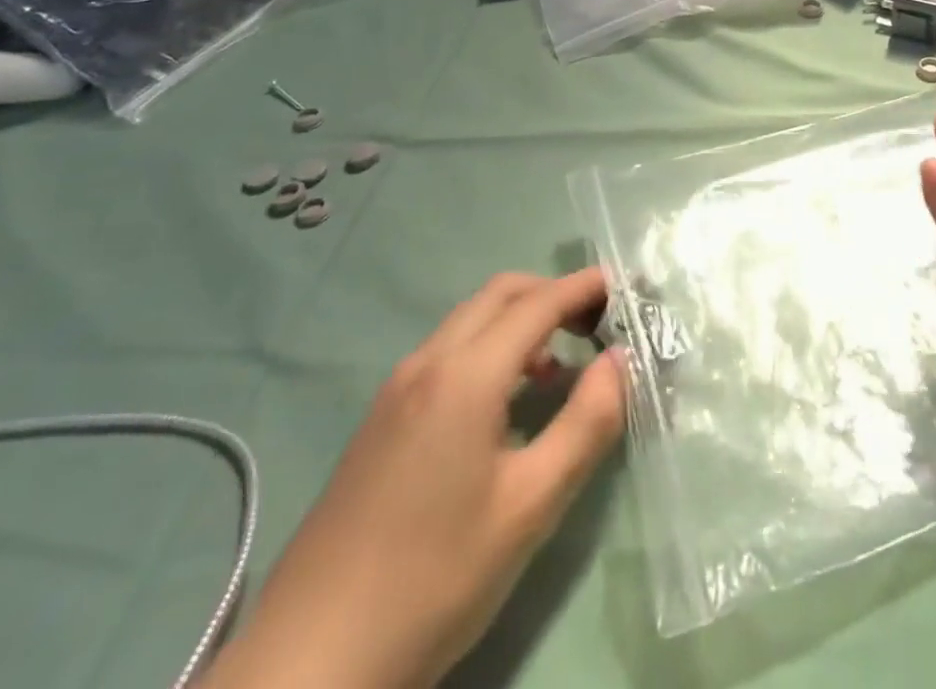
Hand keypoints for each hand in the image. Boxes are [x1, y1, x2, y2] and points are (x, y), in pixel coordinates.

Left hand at [203, 269, 625, 688]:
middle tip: (597, 323)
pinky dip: (488, 348)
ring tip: (559, 368)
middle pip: (500, 295)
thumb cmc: (434, 579)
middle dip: (552, 294)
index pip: (538, 303)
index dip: (584, 287)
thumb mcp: (530, 507)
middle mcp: (427, 362)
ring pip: (469, 321)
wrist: (310, 661)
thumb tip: (620, 360)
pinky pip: (447, 352)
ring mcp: (396, 388)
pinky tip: (505, 403)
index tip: (625, 285)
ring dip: (519, 321)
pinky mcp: (381, 417)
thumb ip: (586, 424)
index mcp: (465, 375)